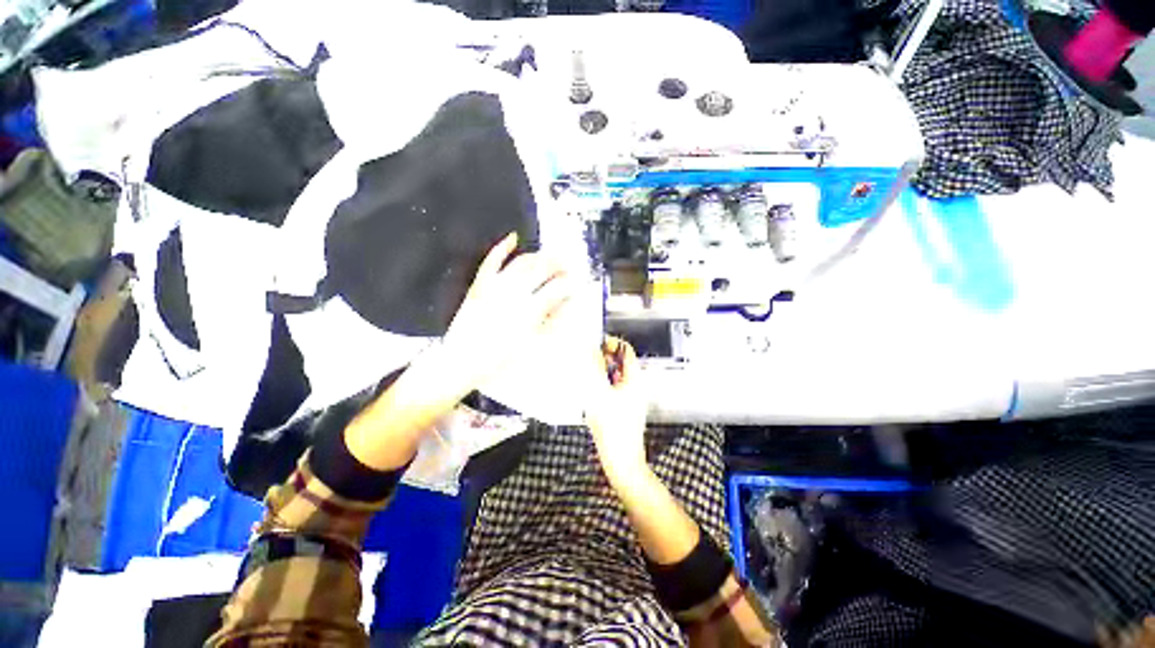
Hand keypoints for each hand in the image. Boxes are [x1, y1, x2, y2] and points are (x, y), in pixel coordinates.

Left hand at [440, 232, 572, 393]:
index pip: (557, 289)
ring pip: (522, 262)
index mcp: (529, 311)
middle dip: (559, 265)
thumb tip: (564, 306)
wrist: (462, 360)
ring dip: (539, 256)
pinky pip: (492, 260)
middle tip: (568, 265)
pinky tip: (513, 237)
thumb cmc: (498, 358)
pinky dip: (502, 247)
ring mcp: (496, 286)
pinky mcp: (480, 284)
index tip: (576, 283)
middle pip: (542, 270)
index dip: (570, 284)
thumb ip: (549, 322)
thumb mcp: (529, 344)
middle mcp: (515, 293)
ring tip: (549, 256)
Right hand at [584, 336, 649, 484]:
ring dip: (599, 372)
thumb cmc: (613, 429)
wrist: (621, 460)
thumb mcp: (600, 394)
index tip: (595, 345)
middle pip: (618, 362)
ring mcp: (628, 397)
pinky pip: (610, 388)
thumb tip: (590, 348)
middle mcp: (634, 385)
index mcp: (634, 379)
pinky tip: (589, 393)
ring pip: (613, 375)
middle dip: (602, 358)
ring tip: (586, 376)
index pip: (626, 350)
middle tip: (586, 361)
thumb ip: (594, 369)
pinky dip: (600, 385)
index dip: (611, 343)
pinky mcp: (621, 408)